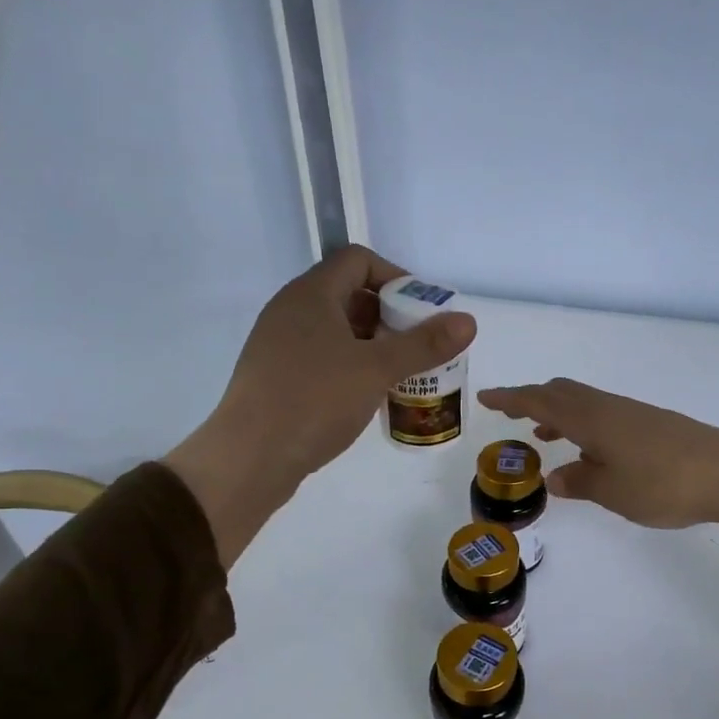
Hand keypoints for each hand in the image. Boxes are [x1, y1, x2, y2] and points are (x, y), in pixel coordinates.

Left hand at [166, 246, 475, 560]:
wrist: (250, 458)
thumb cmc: (314, 402)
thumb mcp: (376, 370)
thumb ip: (423, 344)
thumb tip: (468, 321)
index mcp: (311, 295)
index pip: (358, 260)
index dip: (396, 276)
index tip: (422, 310)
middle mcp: (291, 311)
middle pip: (349, 295)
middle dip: (391, 316)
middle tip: (420, 346)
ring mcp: (280, 345)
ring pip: (337, 331)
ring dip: (374, 345)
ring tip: (403, 374)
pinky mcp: (276, 377)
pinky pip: (323, 358)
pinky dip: (352, 367)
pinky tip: (370, 396)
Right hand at [477, 379, 718, 531]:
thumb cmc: (663, 483)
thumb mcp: (612, 491)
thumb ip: (579, 482)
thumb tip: (555, 476)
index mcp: (590, 418)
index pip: (540, 401)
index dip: (510, 399)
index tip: (485, 398)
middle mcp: (608, 407)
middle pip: (562, 392)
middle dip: (533, 400)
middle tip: (513, 417)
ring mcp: (632, 413)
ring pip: (584, 403)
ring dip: (559, 415)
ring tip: (545, 437)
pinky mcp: (651, 424)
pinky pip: (604, 415)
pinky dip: (584, 425)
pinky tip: (591, 452)